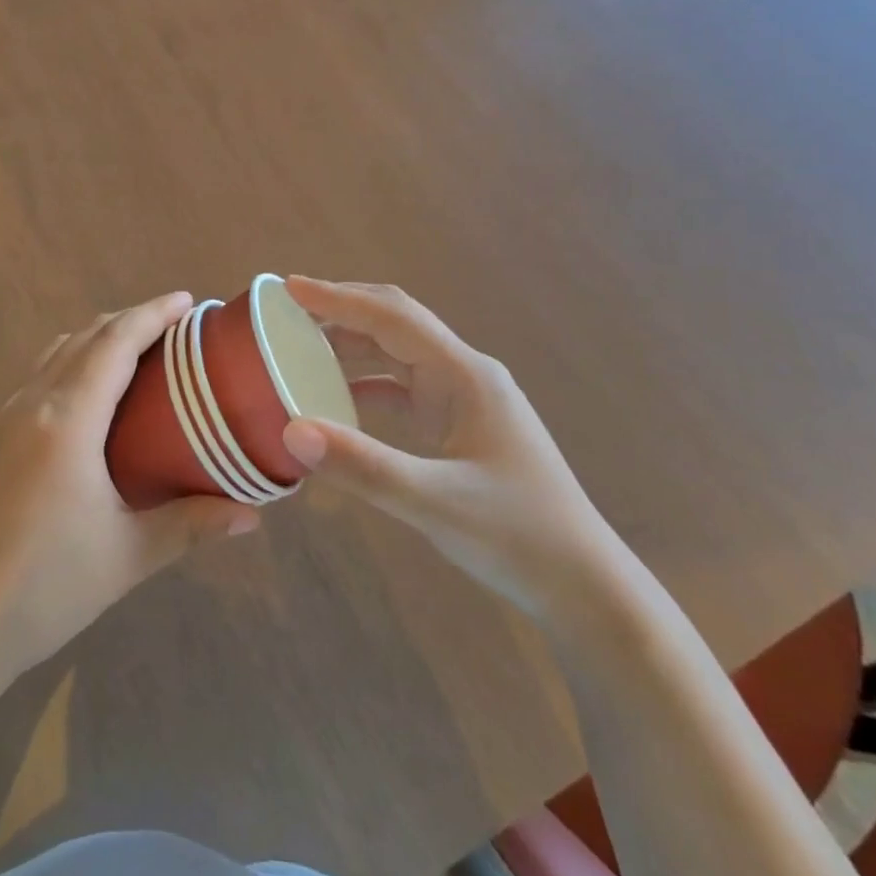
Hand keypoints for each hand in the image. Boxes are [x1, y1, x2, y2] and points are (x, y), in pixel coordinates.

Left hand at [0, 293, 259, 715]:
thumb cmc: (42, 588)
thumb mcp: (126, 557)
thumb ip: (191, 525)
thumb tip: (253, 515)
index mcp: (67, 418)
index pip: (115, 342)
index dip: (152, 314)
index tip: (187, 300)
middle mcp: (31, 402)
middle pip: (86, 336)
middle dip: (130, 320)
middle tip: (174, 328)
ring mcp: (2, 416)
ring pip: (57, 351)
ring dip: (97, 337)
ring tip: (136, 351)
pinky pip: (38, 375)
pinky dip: (72, 361)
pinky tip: (88, 395)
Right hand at [280, 277, 621, 619]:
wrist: (585, 588)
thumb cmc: (518, 538)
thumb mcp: (436, 504)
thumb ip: (363, 467)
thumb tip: (291, 431)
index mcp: (465, 374)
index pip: (392, 317)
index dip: (339, 298)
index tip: (290, 287)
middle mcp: (465, 373)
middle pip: (396, 323)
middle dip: (343, 310)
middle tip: (289, 311)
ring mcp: (465, 399)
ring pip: (399, 354)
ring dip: (353, 345)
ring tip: (303, 346)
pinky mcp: (461, 425)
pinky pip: (404, 388)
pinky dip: (367, 385)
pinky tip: (339, 400)